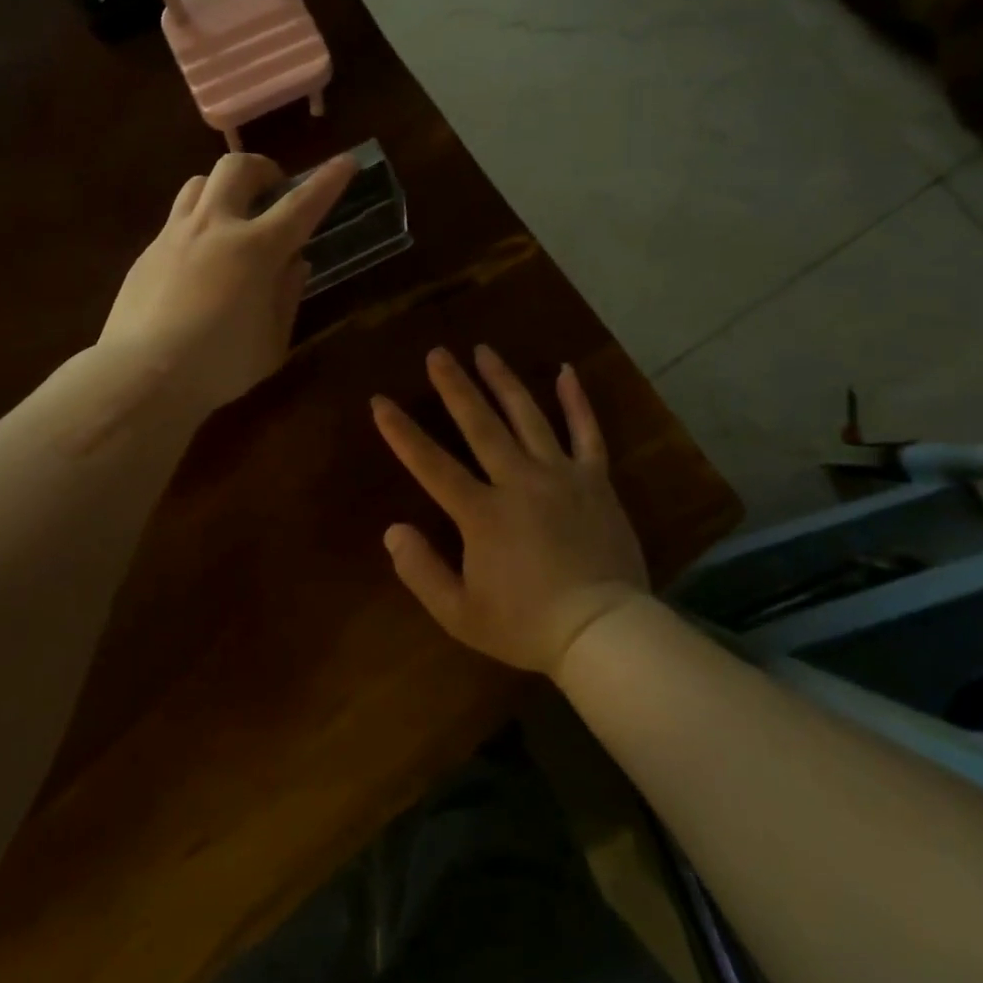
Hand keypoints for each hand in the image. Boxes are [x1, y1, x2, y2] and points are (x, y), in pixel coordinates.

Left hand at [99, 152, 354, 413]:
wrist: (141, 375)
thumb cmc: (219, 365)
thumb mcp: (273, 341)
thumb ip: (288, 295)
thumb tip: (295, 263)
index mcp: (256, 249)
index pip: (301, 204)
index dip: (328, 181)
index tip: (346, 162)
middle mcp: (215, 227)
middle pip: (237, 167)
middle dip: (263, 169)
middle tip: (273, 192)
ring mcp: (175, 235)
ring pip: (199, 182)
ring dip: (224, 188)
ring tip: (233, 217)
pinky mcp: (147, 252)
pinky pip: (177, 219)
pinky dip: (198, 224)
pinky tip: (199, 261)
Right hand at [372, 346, 649, 675]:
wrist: (603, 633)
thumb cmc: (527, 625)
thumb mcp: (460, 614)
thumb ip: (421, 571)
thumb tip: (393, 531)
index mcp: (482, 513)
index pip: (431, 464)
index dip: (401, 432)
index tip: (380, 401)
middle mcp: (518, 481)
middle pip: (480, 424)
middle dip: (454, 386)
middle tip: (437, 353)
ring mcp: (560, 475)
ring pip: (528, 416)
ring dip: (503, 381)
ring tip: (484, 350)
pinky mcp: (595, 480)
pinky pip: (587, 433)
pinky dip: (577, 401)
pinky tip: (567, 371)